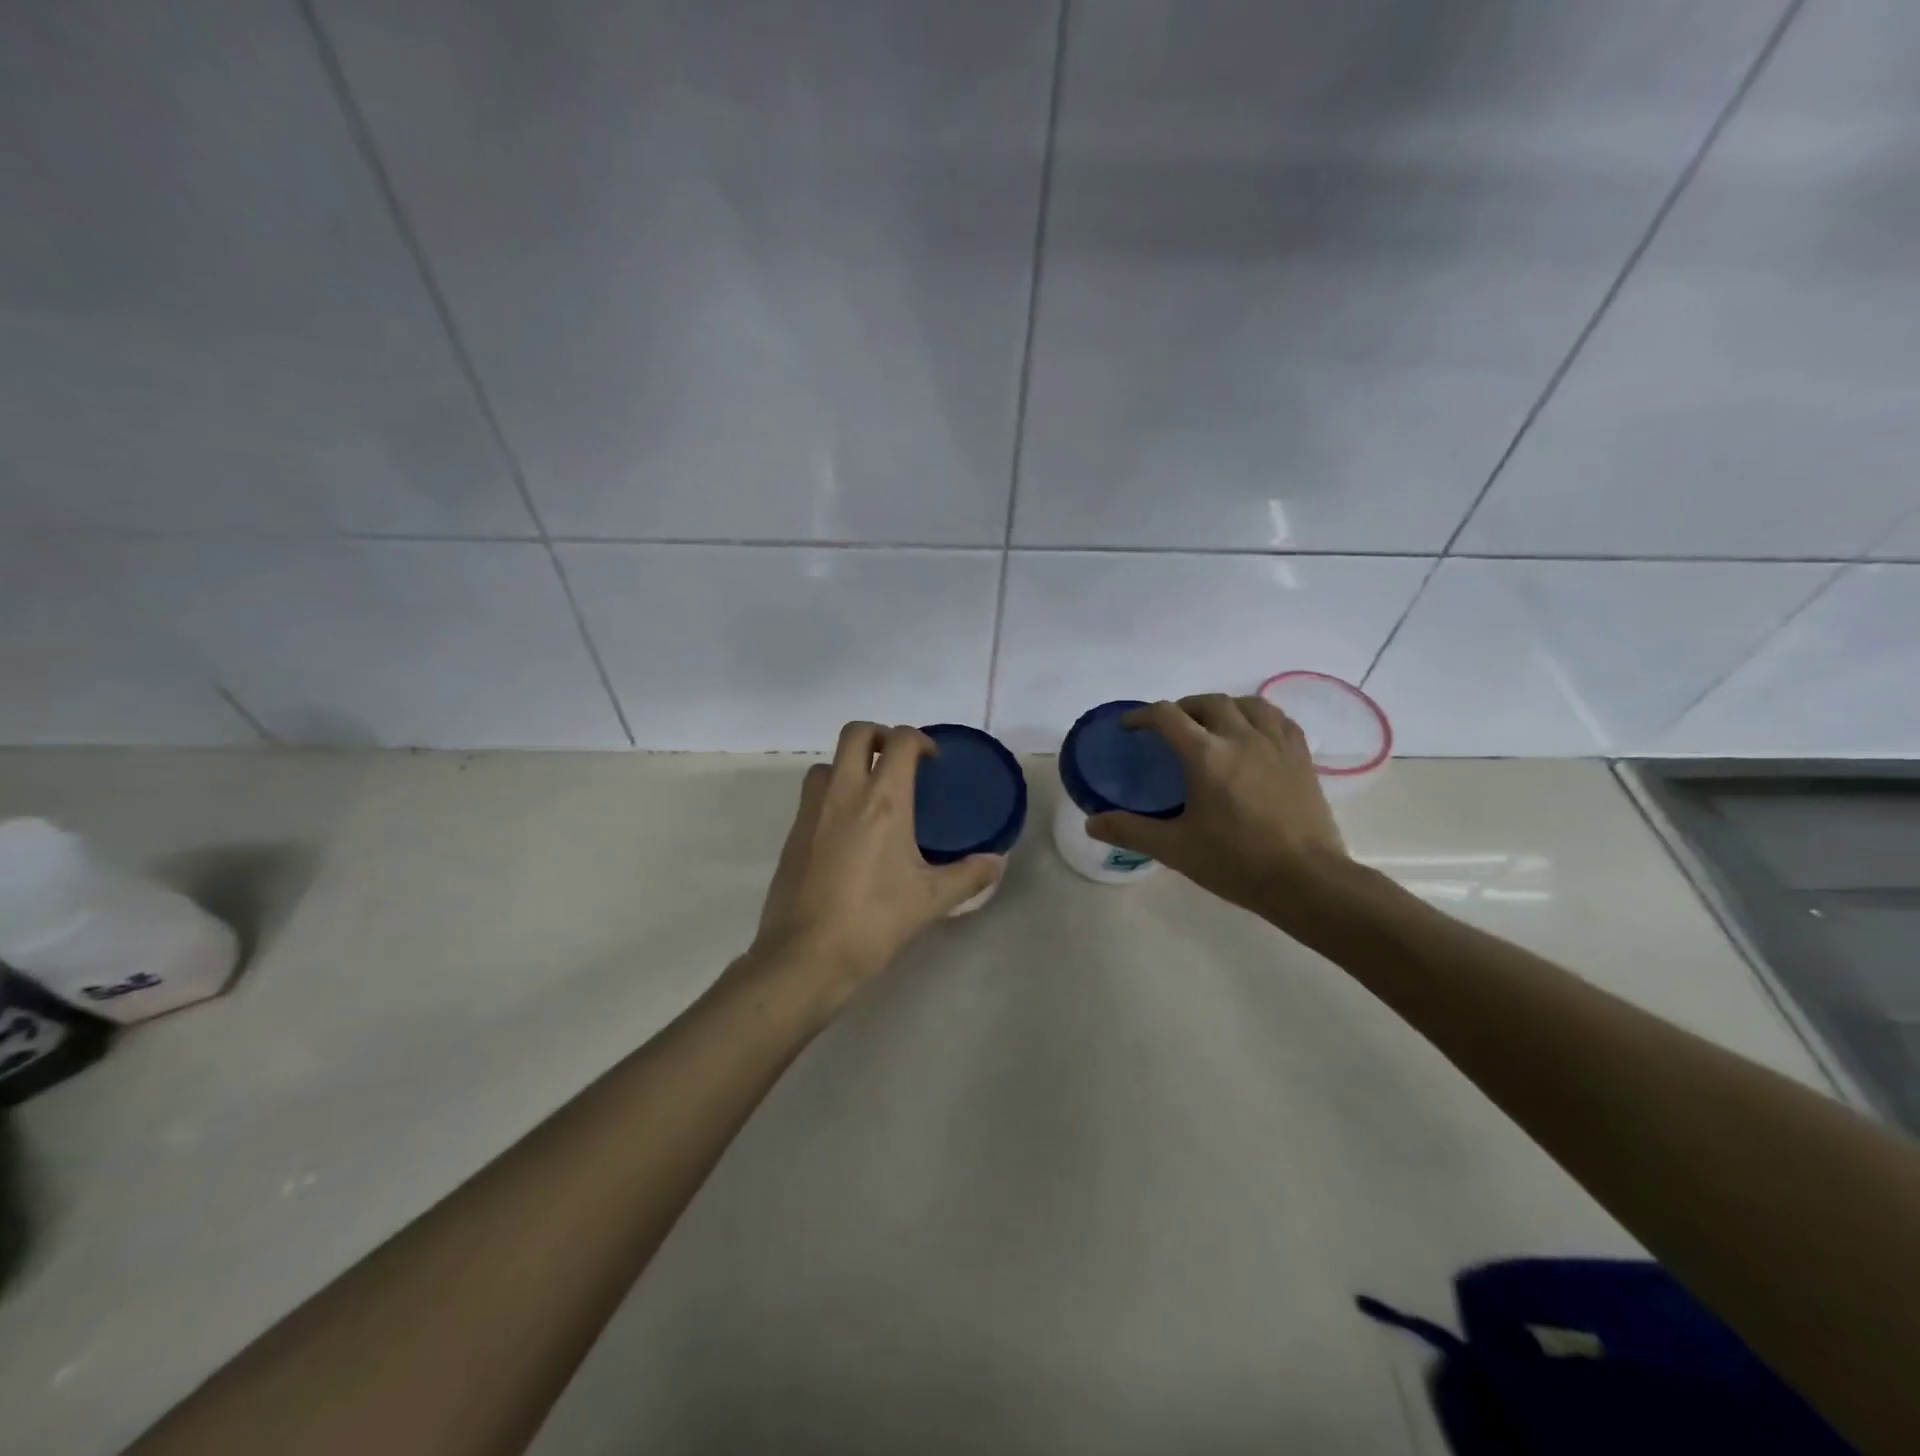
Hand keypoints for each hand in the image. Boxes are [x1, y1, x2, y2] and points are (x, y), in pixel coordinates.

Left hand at [745, 721, 1001, 1011]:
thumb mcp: (930, 900)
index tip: (931, 761)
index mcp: (883, 800)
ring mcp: (812, 810)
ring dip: (850, 763)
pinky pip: (813, 794)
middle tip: (898, 761)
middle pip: (856, 733)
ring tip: (871, 792)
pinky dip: (832, 793)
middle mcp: (844, 793)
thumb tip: (998, 862)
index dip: (919, 740)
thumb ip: (969, 876)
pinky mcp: (792, 833)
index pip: (899, 741)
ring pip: (828, 762)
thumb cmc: (874, 920)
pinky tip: (848, 829)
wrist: (806, 955)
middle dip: (880, 735)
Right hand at [1087, 694, 1352, 929]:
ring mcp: (1276, 745)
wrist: (1305, 880)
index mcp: (1206, 755)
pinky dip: (1259, 717)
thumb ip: (1130, 831)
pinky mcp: (1301, 758)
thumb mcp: (1175, 849)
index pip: (1166, 716)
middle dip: (1183, 708)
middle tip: (1170, 728)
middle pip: (1207, 702)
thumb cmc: (1236, 862)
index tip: (1129, 727)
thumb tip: (1091, 823)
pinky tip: (1254, 734)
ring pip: (1247, 704)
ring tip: (1213, 724)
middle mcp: (1241, 738)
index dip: (1142, 716)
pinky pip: (1279, 720)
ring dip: (1223, 706)